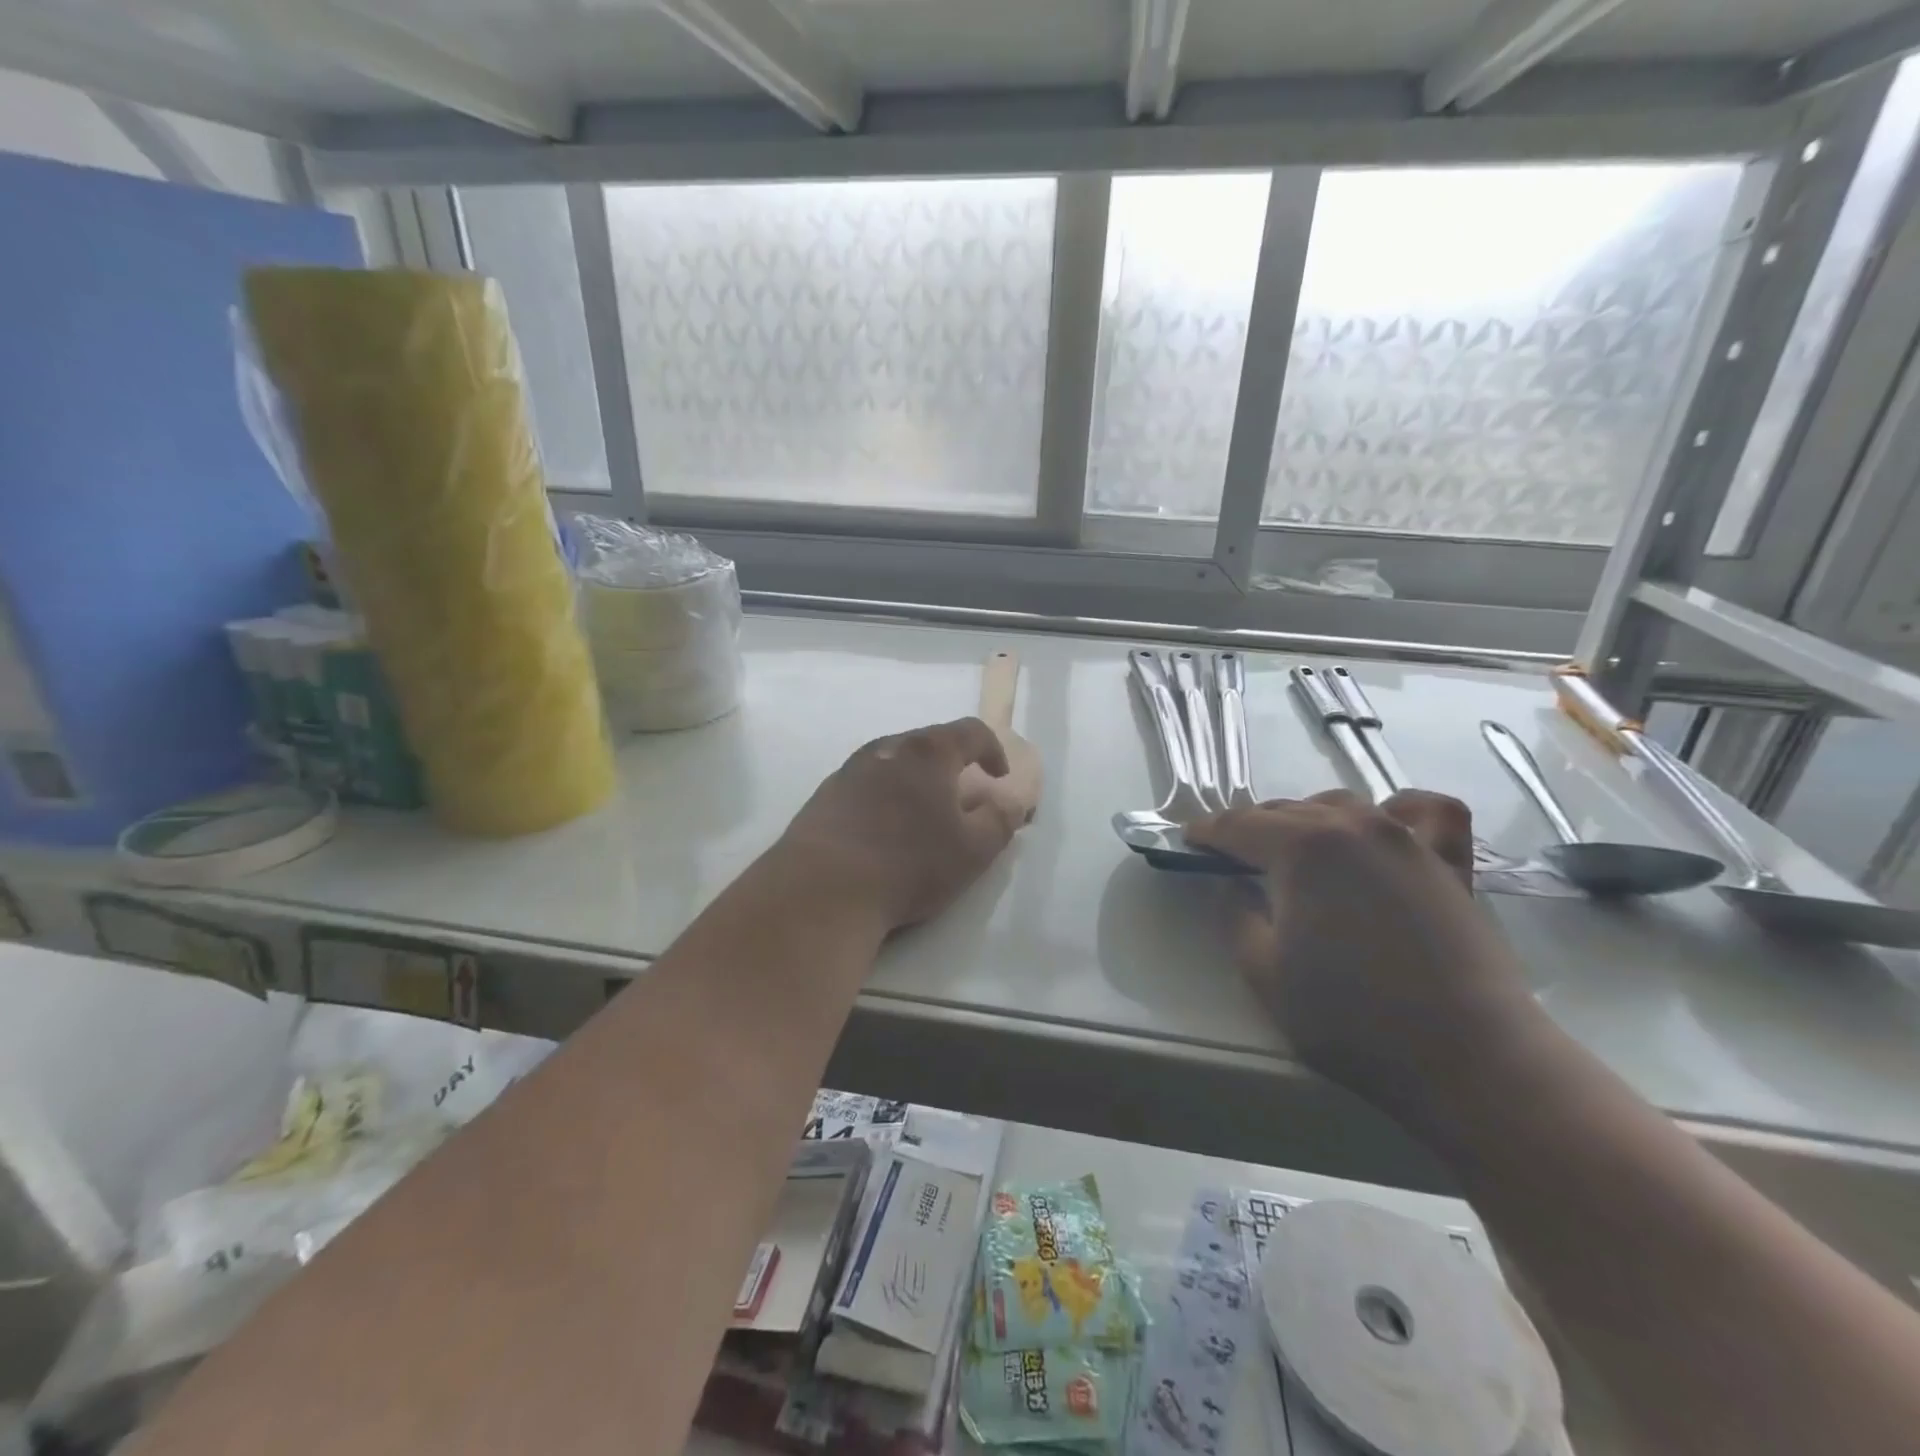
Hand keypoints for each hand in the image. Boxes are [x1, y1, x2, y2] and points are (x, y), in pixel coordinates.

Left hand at [778, 718, 1025, 933]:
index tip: (999, 777)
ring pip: (893, 764)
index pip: (971, 731)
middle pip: (928, 744)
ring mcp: (849, 770)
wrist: (822, 890)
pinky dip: (883, 798)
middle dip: (951, 766)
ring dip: (914, 781)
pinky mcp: (823, 796)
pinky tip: (881, 834)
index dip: (993, 750)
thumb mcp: (972, 850)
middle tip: (962, 798)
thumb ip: (1000, 820)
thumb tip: (1011, 801)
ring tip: (921, 816)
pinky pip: (865, 786)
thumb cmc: (908, 864)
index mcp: (927, 752)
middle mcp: (886, 749)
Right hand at [1185, 790, 1535, 1103]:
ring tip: (1294, 849)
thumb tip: (1234, 884)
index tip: (1187, 841)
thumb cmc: (1352, 1020)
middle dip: (1250, 827)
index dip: (1206, 832)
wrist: (1470, 1059)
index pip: (1237, 825)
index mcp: (1302, 848)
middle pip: (1285, 810)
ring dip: (1307, 819)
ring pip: (1340, 804)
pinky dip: (1398, 809)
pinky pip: (1425, 812)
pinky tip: (1386, 825)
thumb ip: (1235, 916)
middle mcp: (1353, 826)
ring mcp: (1406, 839)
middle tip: (1231, 857)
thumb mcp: (1263, 974)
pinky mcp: (1448, 862)